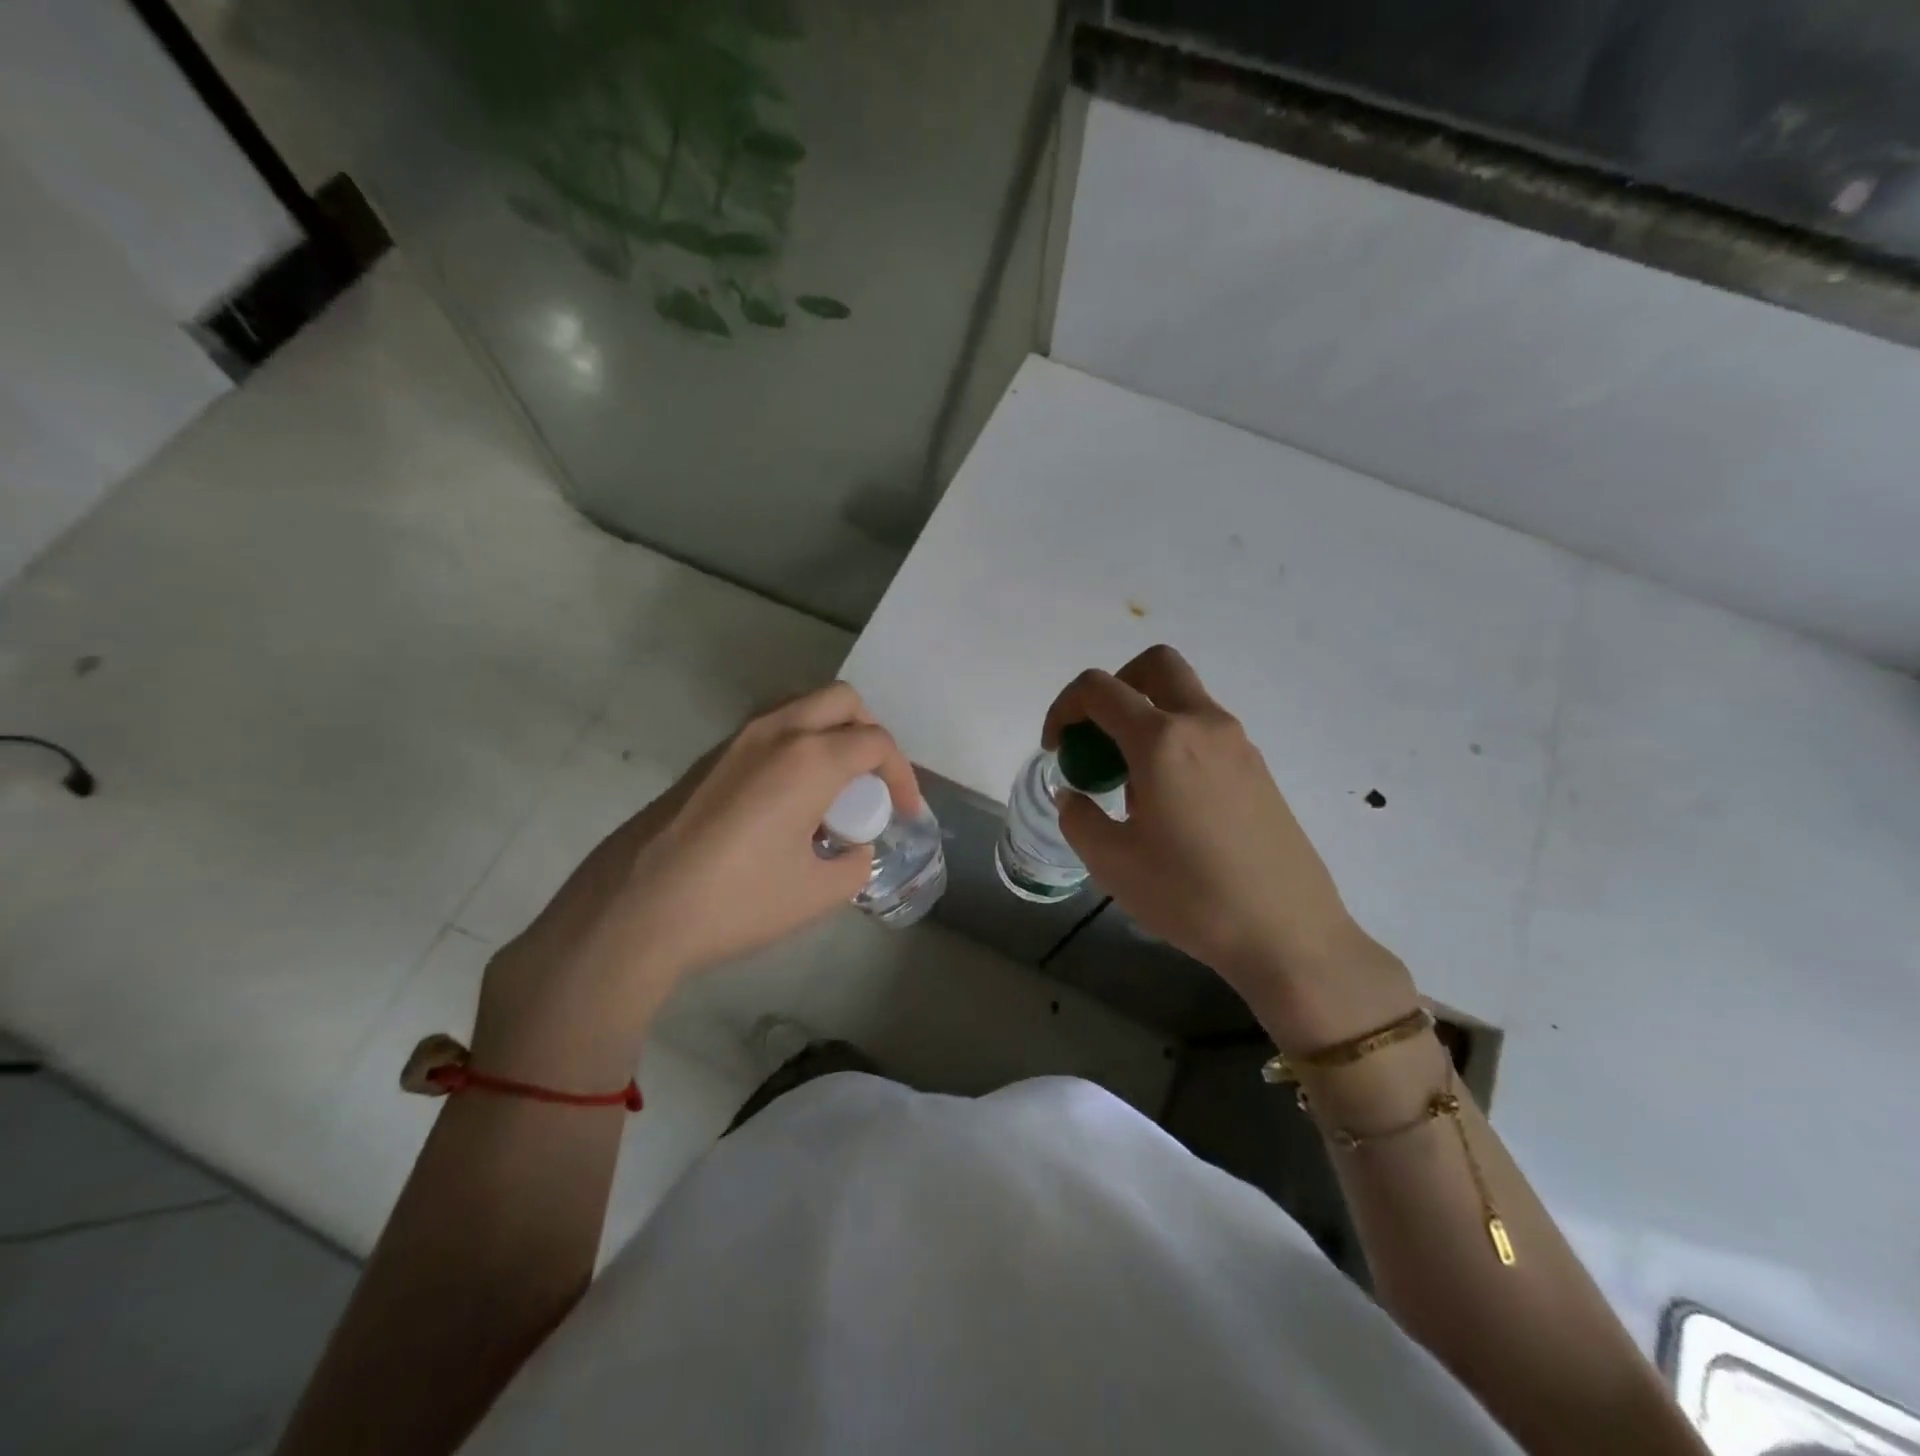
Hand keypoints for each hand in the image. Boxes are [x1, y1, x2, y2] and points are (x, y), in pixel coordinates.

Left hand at [472, 683, 920, 1087]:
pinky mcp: (708, 758)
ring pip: (800, 706)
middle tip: (872, 782)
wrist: (634, 911)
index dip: (903, 776)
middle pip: (842, 700)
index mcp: (810, 759)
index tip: (906, 813)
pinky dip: (796, 746)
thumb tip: (855, 850)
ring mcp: (736, 740)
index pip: (876, 743)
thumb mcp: (817, 893)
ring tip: (832, 788)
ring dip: (830, 733)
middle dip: (870, 734)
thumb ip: (854, 864)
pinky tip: (786, 801)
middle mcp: (776, 732)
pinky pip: (769, 730)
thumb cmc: (736, 901)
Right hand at [1044, 645, 1416, 1052]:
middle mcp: (1203, 725)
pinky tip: (1171, 804)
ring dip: (1146, 718)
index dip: (1063, 708)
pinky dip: (1175, 742)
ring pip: (1183, 698)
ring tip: (1132, 786)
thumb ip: (1078, 817)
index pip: (1098, 688)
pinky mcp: (1258, 768)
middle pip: (1154, 665)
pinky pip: (1205, 731)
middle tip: (1098, 738)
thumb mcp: (1111, 862)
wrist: (1287, 933)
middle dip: (1115, 687)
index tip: (1056, 749)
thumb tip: (1073, 794)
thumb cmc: (1189, 897)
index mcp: (1161, 740)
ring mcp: (1238, 744)